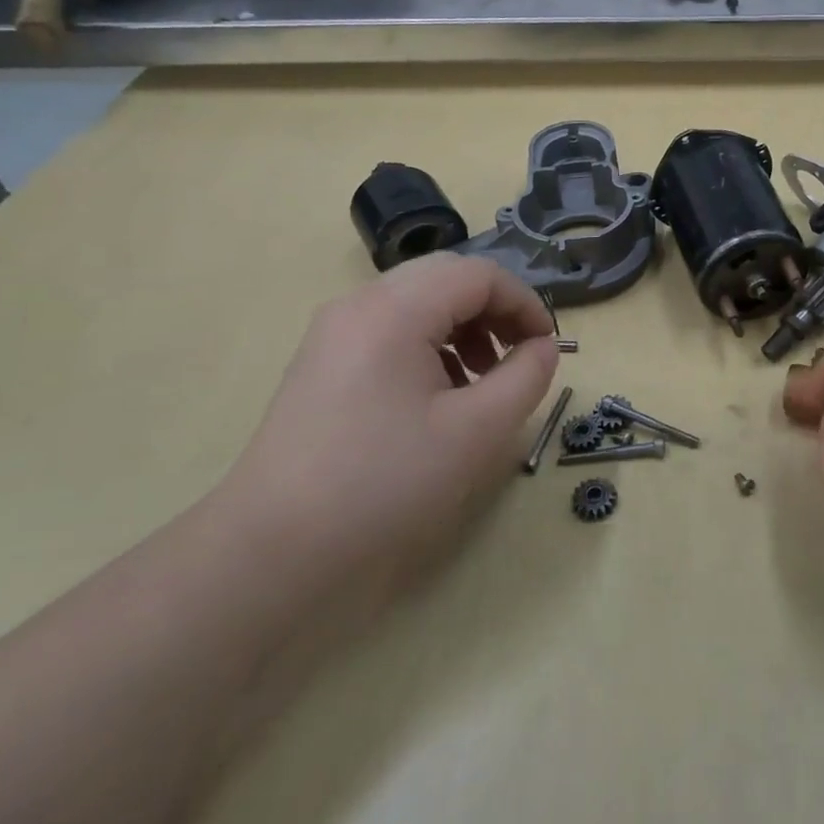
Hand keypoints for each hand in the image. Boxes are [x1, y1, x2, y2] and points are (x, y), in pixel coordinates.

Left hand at [216, 254, 557, 575]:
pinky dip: (431, 345)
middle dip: (495, 311)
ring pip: (418, 302)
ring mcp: (334, 334)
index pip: (478, 274)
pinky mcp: (323, 364)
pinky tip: (439, 396)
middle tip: (518, 357)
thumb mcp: (477, 430)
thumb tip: (543, 347)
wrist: (275, 549)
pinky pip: (391, 330)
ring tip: (482, 380)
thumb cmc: (386, 482)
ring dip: (464, 327)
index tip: (548, 348)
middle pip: (447, 279)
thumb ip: (526, 377)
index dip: (525, 303)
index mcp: (395, 310)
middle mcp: (359, 306)